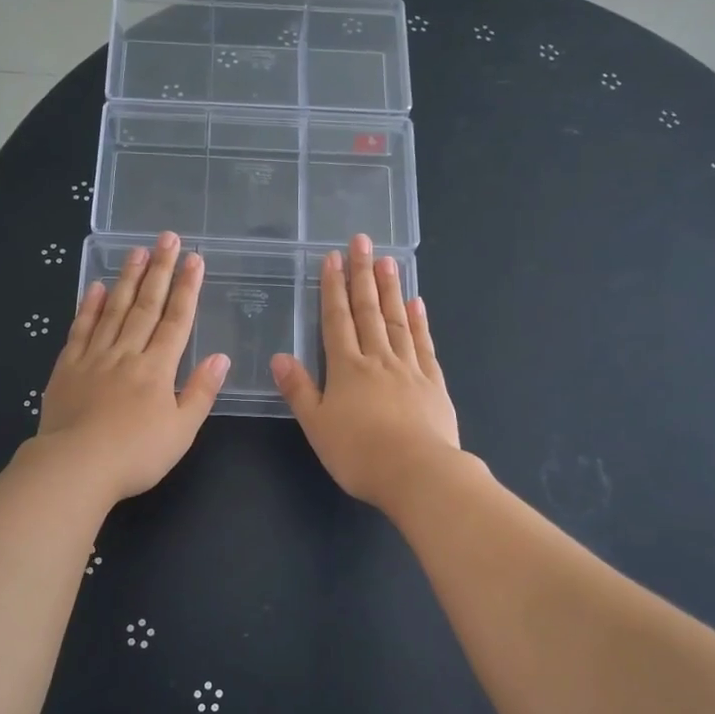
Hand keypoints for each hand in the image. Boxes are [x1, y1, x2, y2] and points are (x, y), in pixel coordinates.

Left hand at [34, 232, 228, 501]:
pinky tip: (96, 287)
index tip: (194, 259)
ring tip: (136, 251)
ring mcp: (94, 358)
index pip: (177, 320)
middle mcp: (127, 354)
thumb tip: (220, 357)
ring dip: (127, 279)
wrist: (76, 467)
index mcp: (157, 369)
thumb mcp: (182, 430)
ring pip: (113, 310)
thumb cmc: (136, 454)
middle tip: (167, 238)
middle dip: (159, 270)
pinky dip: (88, 307)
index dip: (187, 288)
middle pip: (146, 306)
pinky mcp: (67, 368)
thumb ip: (201, 392)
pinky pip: (80, 329)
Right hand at [270, 233, 461, 510]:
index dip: (333, 289)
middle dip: (362, 275)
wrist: (418, 473)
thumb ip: (299, 390)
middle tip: (362, 241)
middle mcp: (378, 360)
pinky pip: (424, 344)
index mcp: (347, 369)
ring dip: (391, 289)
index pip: (337, 320)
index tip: (332, 258)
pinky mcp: (434, 383)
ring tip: (388, 261)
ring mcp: (409, 369)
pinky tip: (417, 303)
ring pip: (397, 320)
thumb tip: (280, 357)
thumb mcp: (317, 426)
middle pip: (368, 311)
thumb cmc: (359, 454)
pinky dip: (419, 321)